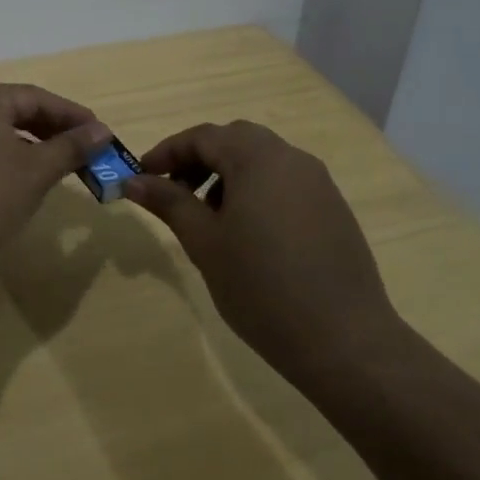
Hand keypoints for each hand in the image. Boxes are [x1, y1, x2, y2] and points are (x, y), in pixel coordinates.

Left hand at [0, 84, 110, 265]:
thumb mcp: (35, 170)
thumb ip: (71, 147)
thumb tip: (102, 130)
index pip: (37, 97)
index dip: (73, 115)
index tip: (103, 134)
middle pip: (18, 112)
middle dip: (55, 132)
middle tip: (88, 153)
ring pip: (2, 135)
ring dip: (35, 149)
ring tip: (63, 169)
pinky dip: (11, 162)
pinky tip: (27, 184)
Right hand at [123, 121, 400, 375]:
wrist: (345, 341)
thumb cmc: (262, 287)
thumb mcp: (204, 242)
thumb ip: (169, 202)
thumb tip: (133, 181)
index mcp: (258, 157)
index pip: (202, 137)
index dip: (166, 152)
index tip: (141, 176)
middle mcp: (291, 158)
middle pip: (234, 141)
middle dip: (198, 160)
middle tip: (173, 191)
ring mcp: (318, 183)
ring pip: (261, 160)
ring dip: (227, 175)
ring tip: (208, 217)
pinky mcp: (333, 209)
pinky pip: (284, 183)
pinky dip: (256, 191)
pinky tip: (247, 233)